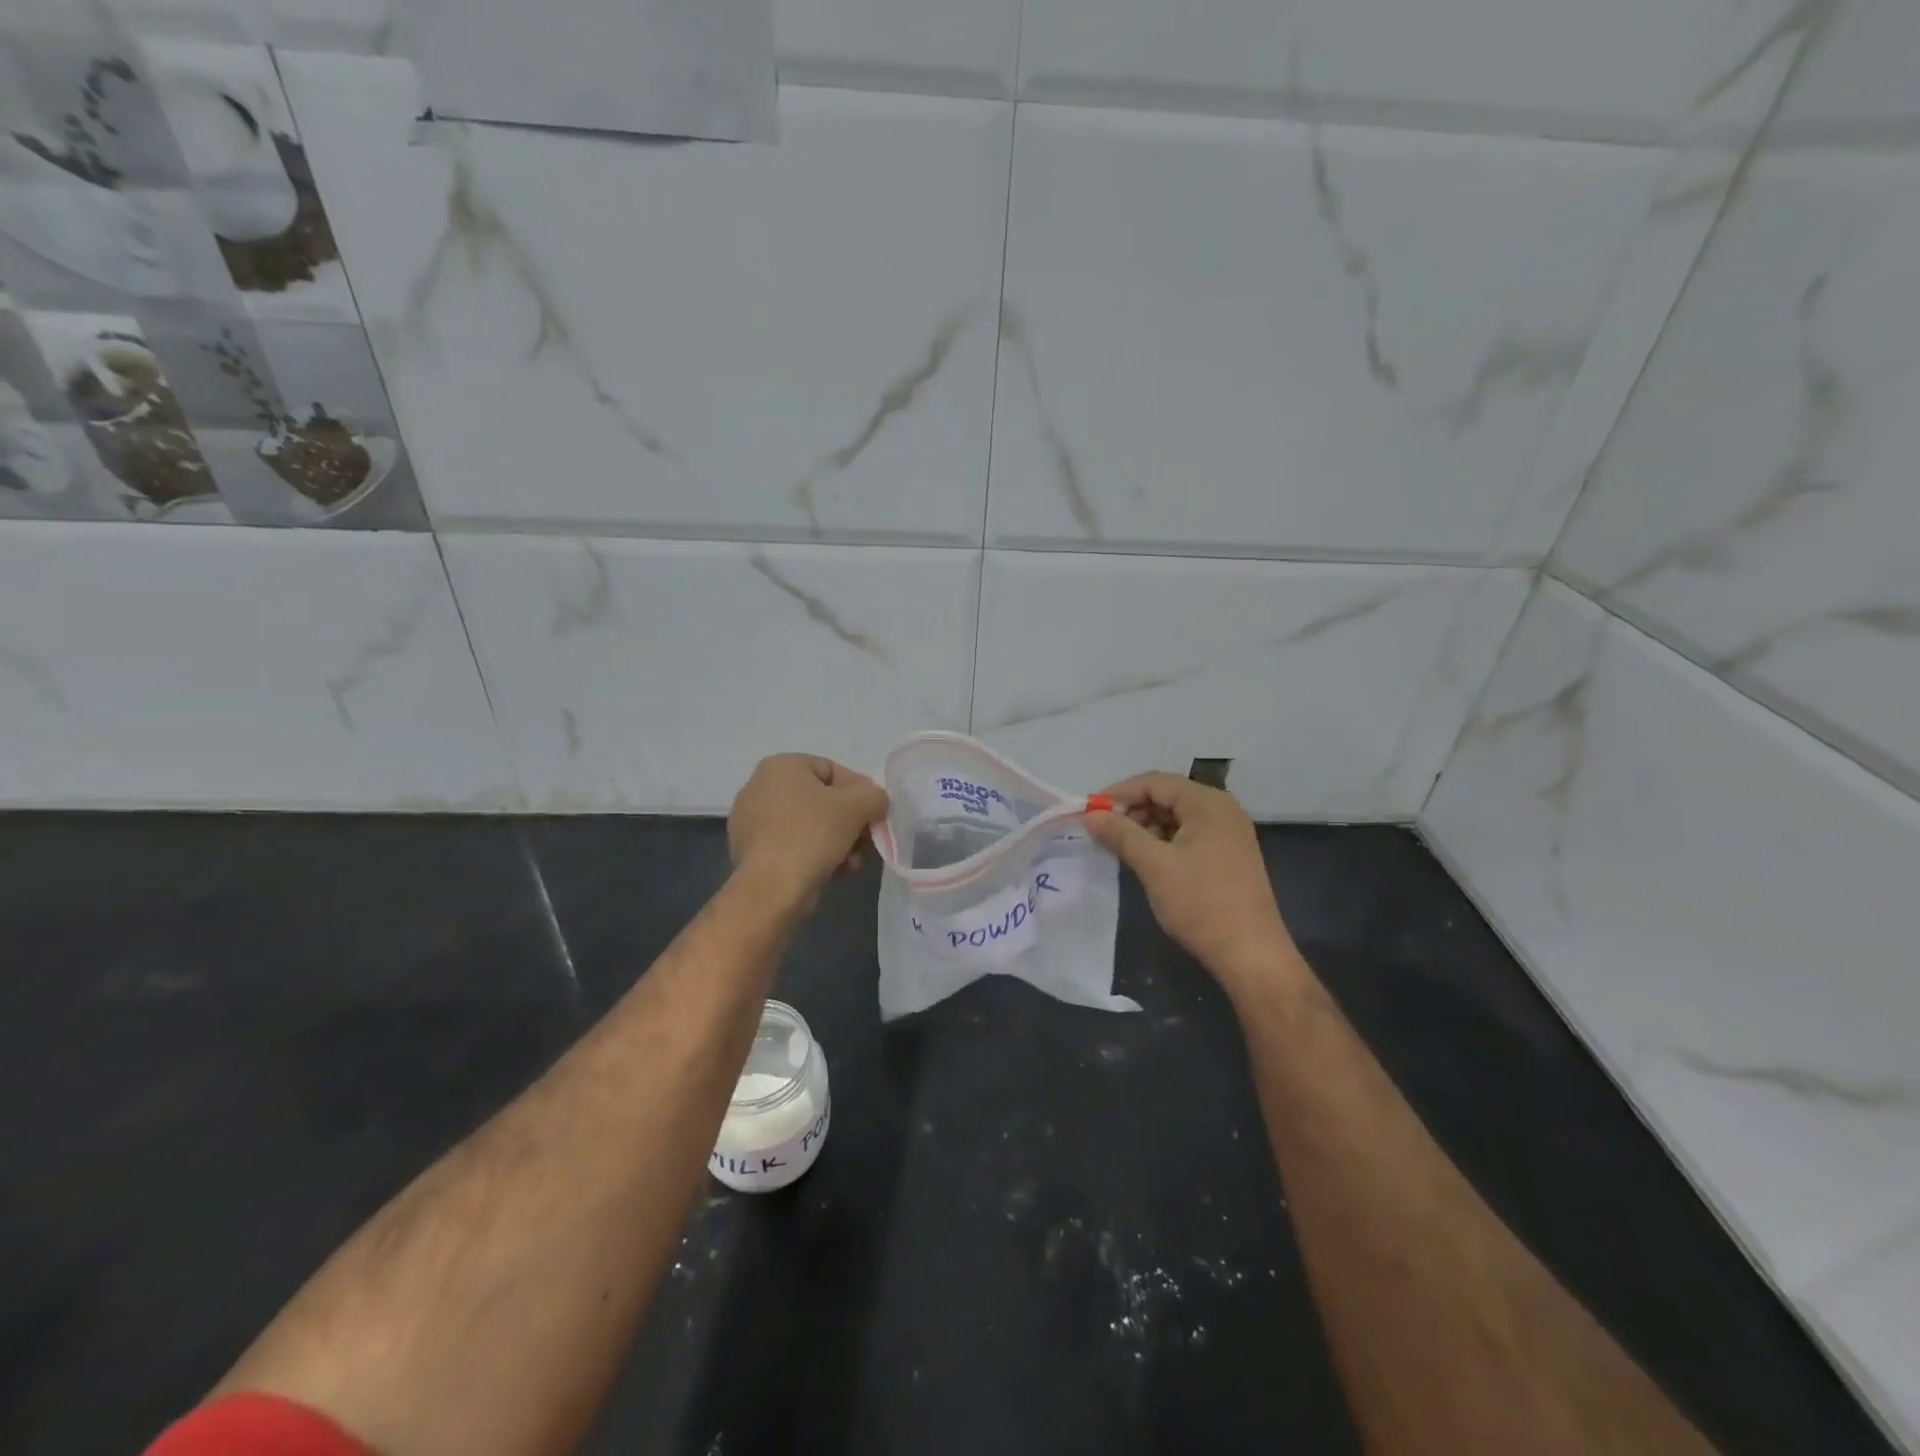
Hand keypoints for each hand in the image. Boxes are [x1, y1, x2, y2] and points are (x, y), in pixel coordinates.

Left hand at [728, 754, 888, 903]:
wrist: (771, 889)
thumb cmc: (812, 835)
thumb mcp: (858, 806)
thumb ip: (875, 795)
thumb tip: (876, 802)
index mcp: (780, 766)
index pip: (833, 770)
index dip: (861, 792)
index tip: (876, 816)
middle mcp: (759, 786)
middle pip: (822, 800)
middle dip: (850, 822)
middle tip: (867, 843)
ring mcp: (750, 821)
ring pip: (809, 824)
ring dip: (838, 841)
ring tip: (852, 863)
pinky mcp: (751, 851)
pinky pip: (792, 844)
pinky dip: (815, 854)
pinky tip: (833, 872)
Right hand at [1087, 772, 1297, 994]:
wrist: (1251, 955)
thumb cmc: (1201, 904)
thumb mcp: (1154, 866)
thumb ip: (1121, 834)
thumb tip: (1090, 816)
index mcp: (1208, 803)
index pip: (1155, 782)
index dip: (1119, 793)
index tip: (1090, 813)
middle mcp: (1222, 810)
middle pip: (1167, 796)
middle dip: (1132, 811)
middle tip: (1103, 833)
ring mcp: (1228, 834)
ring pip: (1176, 818)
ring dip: (1145, 828)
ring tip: (1120, 849)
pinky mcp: (1228, 856)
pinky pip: (1188, 836)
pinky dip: (1163, 842)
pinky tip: (1146, 861)